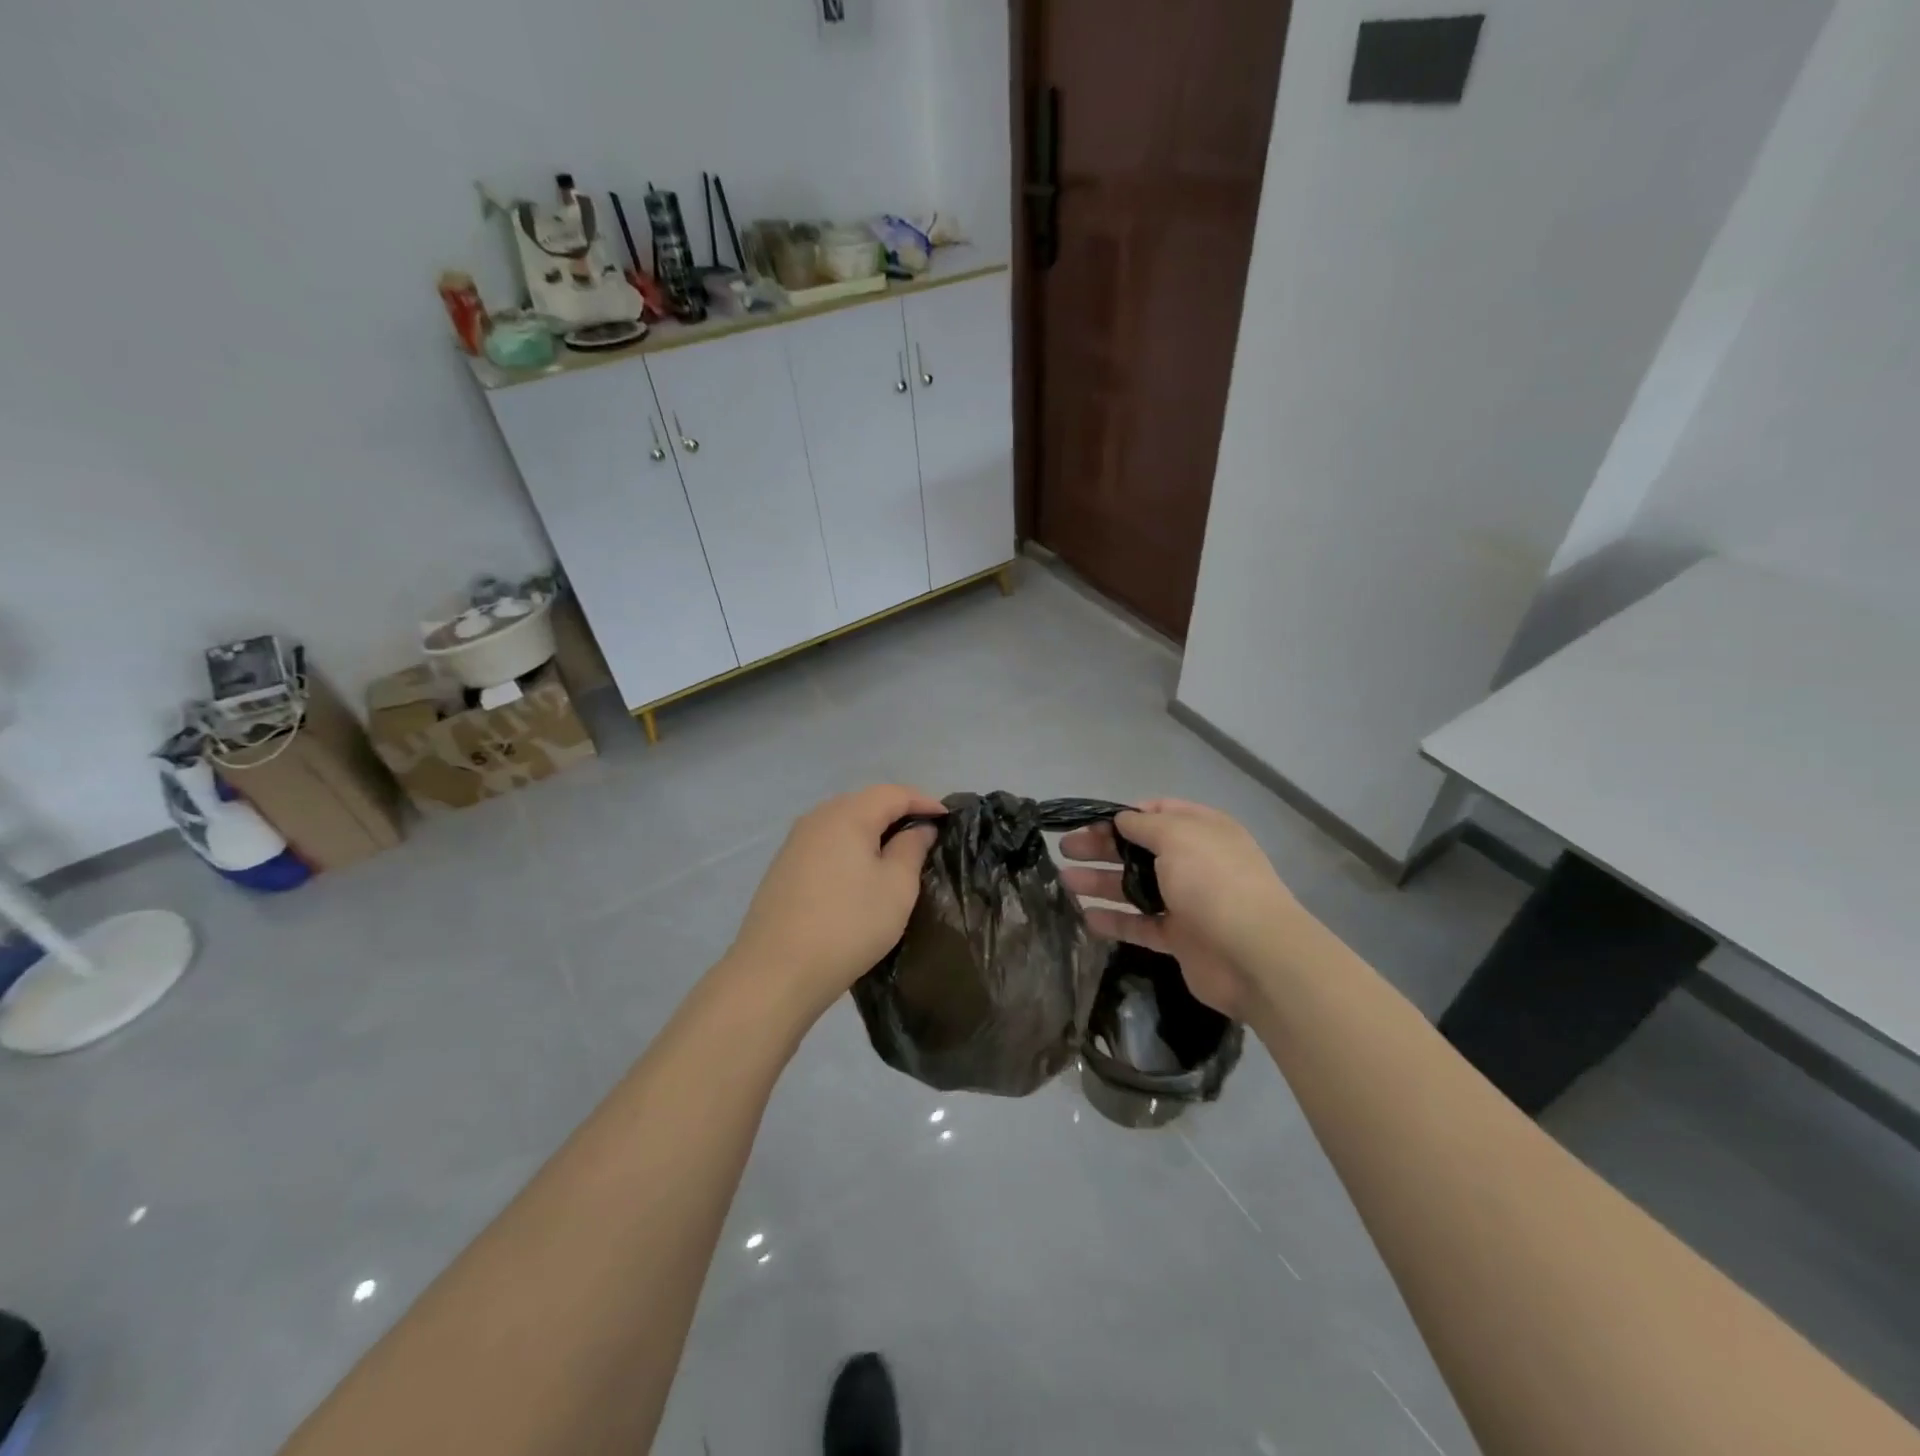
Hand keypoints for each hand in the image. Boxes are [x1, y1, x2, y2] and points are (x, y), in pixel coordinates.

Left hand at [725, 784, 944, 1019]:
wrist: (776, 971)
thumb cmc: (848, 925)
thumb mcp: (896, 887)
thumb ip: (911, 849)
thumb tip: (919, 828)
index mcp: (847, 815)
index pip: (893, 793)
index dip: (924, 801)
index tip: (948, 818)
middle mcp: (817, 818)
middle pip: (865, 802)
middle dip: (897, 813)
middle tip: (924, 835)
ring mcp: (795, 842)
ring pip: (843, 822)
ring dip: (872, 831)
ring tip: (896, 853)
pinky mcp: (784, 866)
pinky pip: (826, 843)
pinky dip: (850, 847)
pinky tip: (859, 872)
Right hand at [1060, 799, 1302, 1019]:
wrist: (1253, 954)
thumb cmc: (1213, 881)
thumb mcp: (1177, 836)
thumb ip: (1144, 825)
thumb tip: (1122, 818)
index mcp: (1202, 831)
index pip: (1159, 813)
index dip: (1124, 815)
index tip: (1091, 821)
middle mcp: (1194, 862)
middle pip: (1140, 850)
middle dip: (1102, 847)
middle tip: (1066, 849)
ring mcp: (1187, 902)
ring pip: (1136, 887)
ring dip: (1100, 882)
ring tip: (1064, 881)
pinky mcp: (1179, 938)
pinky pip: (1140, 925)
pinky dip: (1115, 921)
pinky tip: (1086, 917)